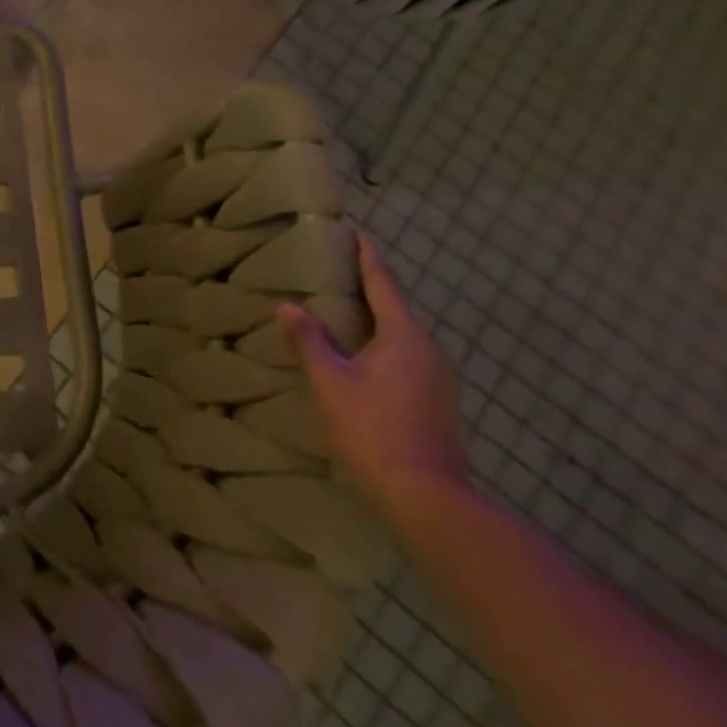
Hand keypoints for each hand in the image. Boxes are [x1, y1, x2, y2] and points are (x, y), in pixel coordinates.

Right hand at [276, 233, 468, 524]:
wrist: (426, 495)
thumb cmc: (373, 429)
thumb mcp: (330, 383)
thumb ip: (310, 341)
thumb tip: (288, 307)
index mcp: (404, 336)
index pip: (383, 283)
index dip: (367, 256)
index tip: (355, 231)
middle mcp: (429, 349)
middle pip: (394, 307)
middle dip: (367, 286)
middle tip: (334, 269)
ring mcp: (438, 376)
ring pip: (400, 334)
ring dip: (372, 318)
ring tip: (340, 309)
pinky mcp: (437, 399)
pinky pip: (405, 355)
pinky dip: (380, 343)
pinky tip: (358, 355)